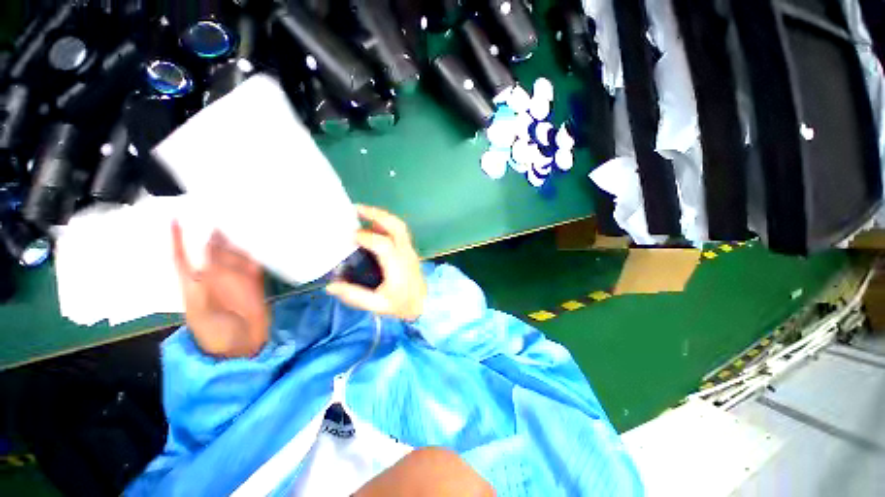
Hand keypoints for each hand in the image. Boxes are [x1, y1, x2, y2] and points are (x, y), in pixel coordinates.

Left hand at [172, 222, 269, 357]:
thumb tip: (212, 259)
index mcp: (194, 284)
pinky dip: (256, 252)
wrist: (242, 346)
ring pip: (234, 254)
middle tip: (220, 210)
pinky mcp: (254, 282)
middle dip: (213, 232)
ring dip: (237, 239)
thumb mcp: (201, 312)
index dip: (177, 239)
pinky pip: (254, 263)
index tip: (176, 218)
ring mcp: (236, 279)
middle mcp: (214, 277)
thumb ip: (206, 286)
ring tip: (242, 220)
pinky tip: (260, 240)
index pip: (182, 257)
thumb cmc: (214, 334)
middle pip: (212, 251)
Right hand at [326, 205, 426, 321]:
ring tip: (363, 212)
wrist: (424, 304)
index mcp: (397, 266)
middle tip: (356, 208)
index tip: (350, 236)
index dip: (367, 237)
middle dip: (377, 214)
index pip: (384, 244)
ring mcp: (410, 249)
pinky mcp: (410, 249)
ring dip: (382, 216)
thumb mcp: (377, 305)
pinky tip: (373, 224)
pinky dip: (386, 223)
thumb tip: (331, 286)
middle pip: (396, 226)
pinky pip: (400, 231)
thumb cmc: (401, 305)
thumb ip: (355, 296)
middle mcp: (405, 253)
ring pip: (400, 226)